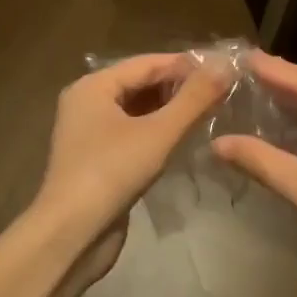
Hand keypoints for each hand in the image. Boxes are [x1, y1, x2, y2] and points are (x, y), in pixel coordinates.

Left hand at [34, 52, 233, 283]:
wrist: (72, 234)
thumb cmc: (111, 172)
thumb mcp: (158, 132)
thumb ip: (193, 98)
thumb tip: (225, 64)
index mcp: (93, 86)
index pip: (147, 63)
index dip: (186, 64)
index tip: (224, 69)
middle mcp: (87, 103)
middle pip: (140, 84)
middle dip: (179, 88)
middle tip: (223, 92)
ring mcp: (90, 134)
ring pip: (138, 111)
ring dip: (171, 111)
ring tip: (211, 112)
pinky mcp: (98, 160)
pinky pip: (133, 134)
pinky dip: (158, 132)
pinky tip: (185, 139)